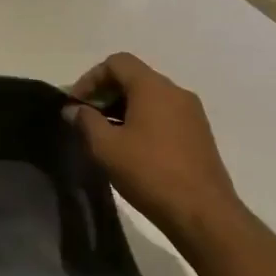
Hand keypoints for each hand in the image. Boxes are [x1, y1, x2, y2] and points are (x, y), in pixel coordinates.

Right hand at [65, 53, 242, 241]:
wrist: (203, 213)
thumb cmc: (149, 173)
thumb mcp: (105, 147)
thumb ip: (85, 121)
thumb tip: (73, 109)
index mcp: (154, 88)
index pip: (117, 62)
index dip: (90, 78)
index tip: (76, 104)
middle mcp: (176, 92)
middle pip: (134, 77)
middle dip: (104, 93)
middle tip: (85, 119)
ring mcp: (191, 113)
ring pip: (149, 96)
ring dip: (122, 108)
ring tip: (104, 135)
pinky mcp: (198, 134)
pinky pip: (163, 114)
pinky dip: (141, 120)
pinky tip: (129, 147)